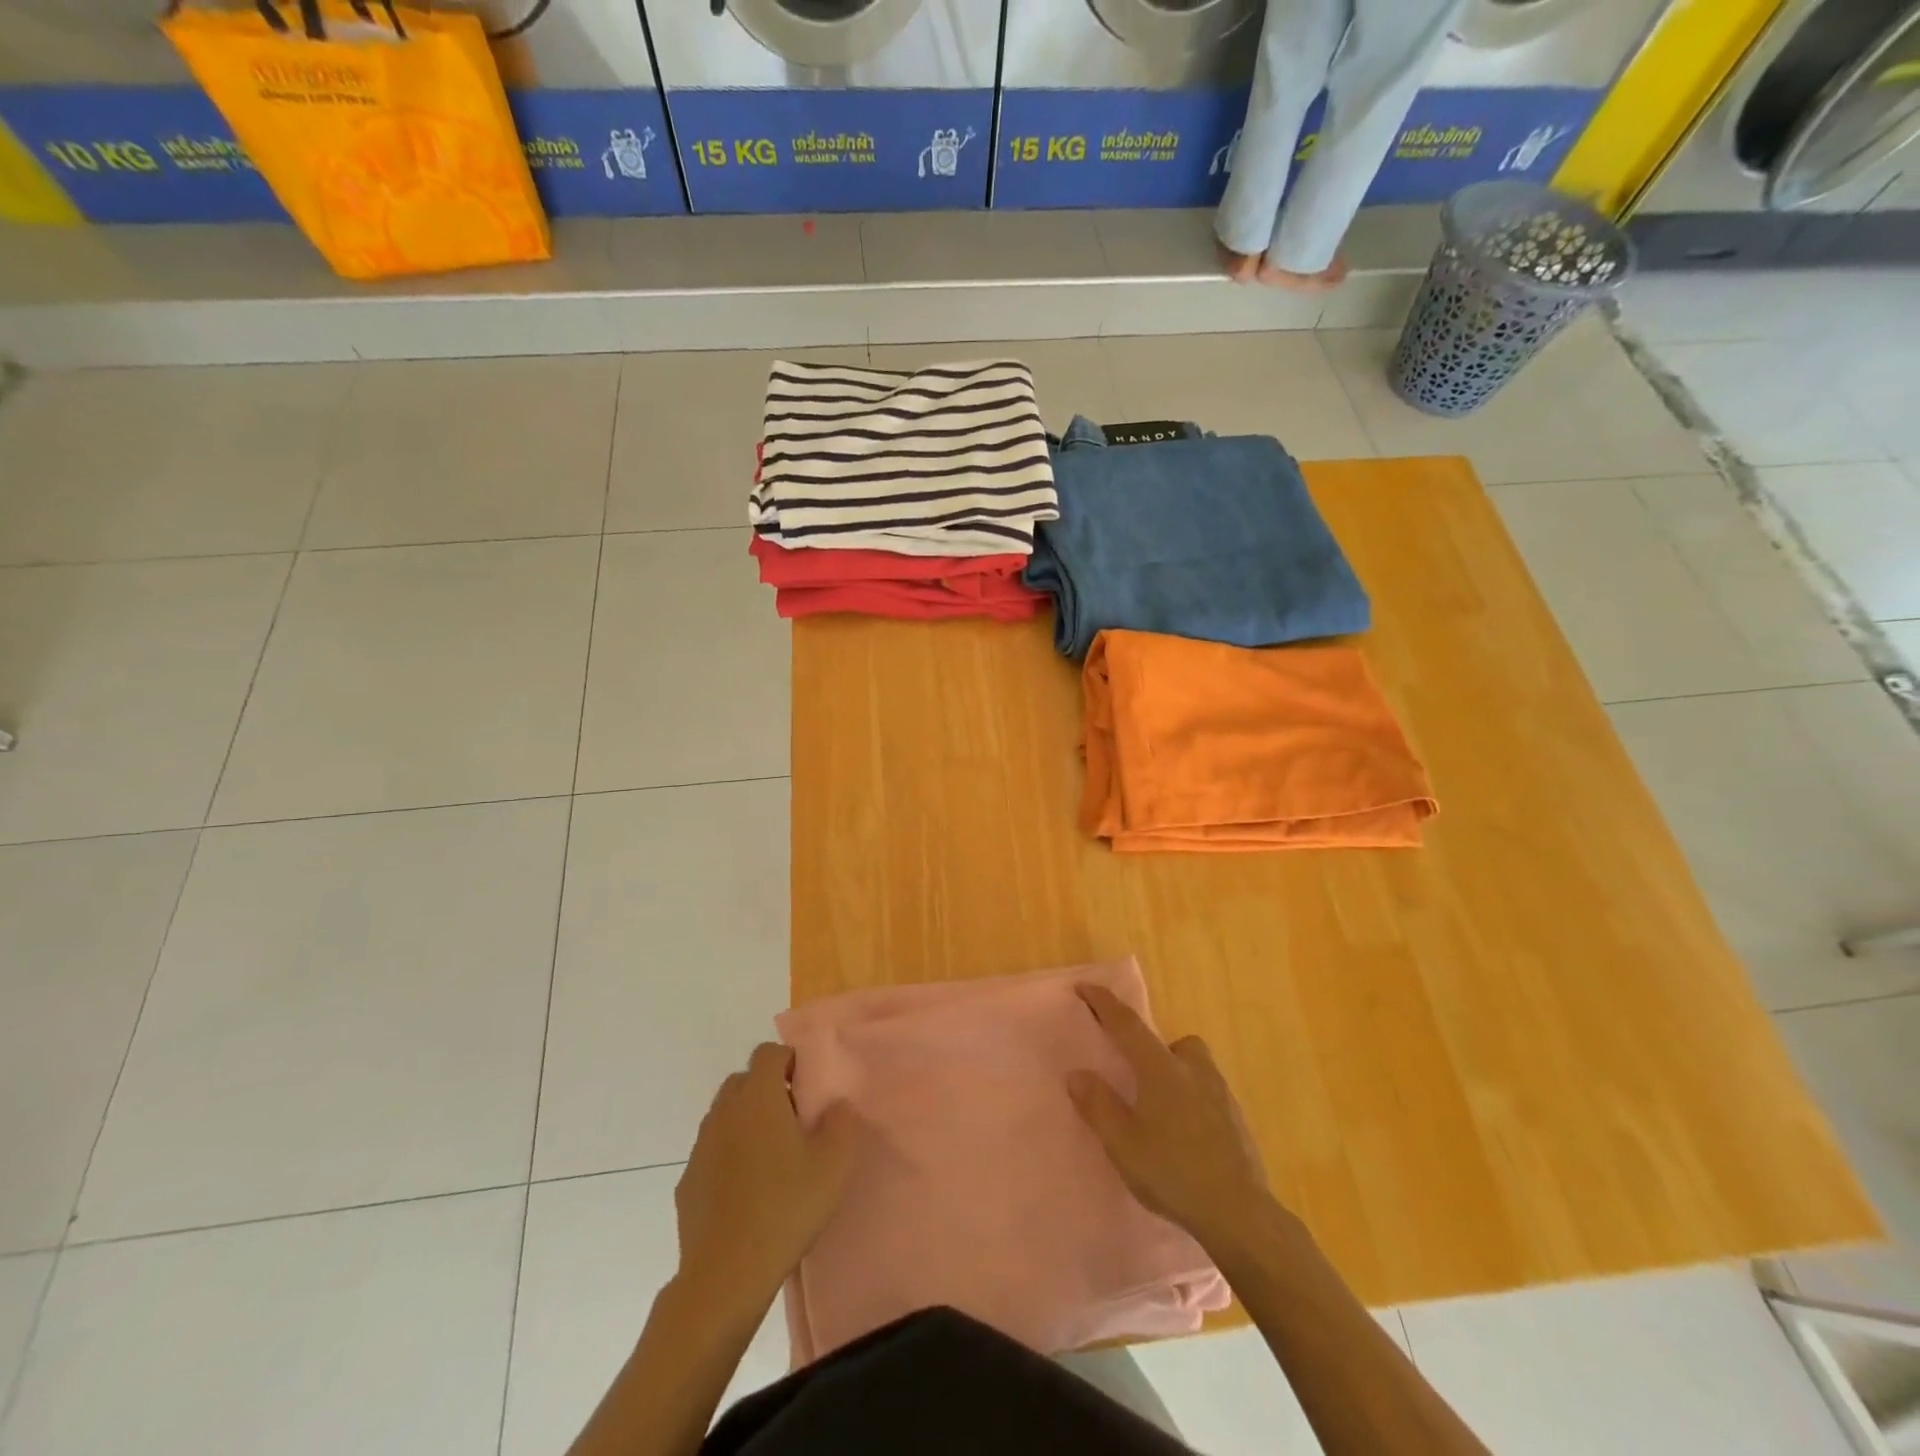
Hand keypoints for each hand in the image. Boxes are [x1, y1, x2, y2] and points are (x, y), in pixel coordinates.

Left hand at [673, 1043, 857, 1324]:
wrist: (725, 1276)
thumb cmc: (785, 1209)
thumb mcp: (834, 1165)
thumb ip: (842, 1124)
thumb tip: (836, 1106)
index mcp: (758, 1099)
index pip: (768, 1053)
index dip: (789, 1061)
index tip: (806, 1087)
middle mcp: (724, 1113)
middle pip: (743, 1080)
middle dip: (767, 1089)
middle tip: (793, 1120)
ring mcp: (701, 1147)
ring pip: (725, 1115)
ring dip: (747, 1121)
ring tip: (772, 1157)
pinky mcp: (688, 1181)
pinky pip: (712, 1151)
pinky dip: (729, 1155)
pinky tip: (747, 1190)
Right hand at [1068, 984, 1279, 1255]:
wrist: (1239, 1212)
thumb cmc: (1172, 1172)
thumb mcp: (1123, 1143)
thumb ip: (1098, 1105)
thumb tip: (1077, 1073)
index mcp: (1160, 1069)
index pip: (1127, 1025)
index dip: (1104, 1004)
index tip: (1085, 987)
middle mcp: (1192, 1070)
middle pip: (1169, 1042)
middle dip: (1150, 1048)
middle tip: (1134, 1075)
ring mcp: (1220, 1093)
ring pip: (1193, 1065)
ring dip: (1175, 1073)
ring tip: (1160, 1108)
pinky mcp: (1236, 1119)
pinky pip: (1207, 1093)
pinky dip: (1192, 1100)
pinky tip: (1185, 1134)